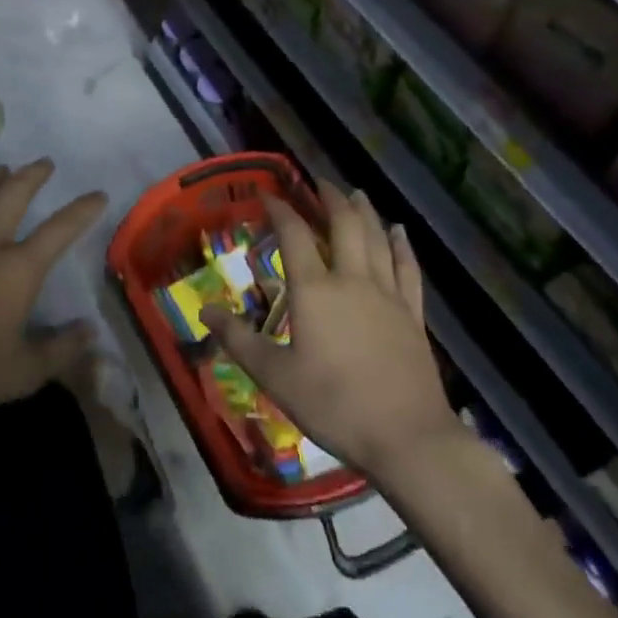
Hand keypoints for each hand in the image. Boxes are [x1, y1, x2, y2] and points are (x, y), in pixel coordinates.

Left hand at [0, 160, 107, 429]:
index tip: (97, 194)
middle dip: (32, 175)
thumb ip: (61, 350)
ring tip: (1, 169)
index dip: (82, 210)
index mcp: (16, 270)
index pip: (59, 230)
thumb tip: (91, 330)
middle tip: (44, 163)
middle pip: (13, 195)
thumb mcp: (22, 374)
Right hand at [201, 183, 456, 479]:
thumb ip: (239, 340)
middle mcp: (352, 280)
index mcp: (315, 290)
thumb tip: (204, 310)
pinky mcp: (413, 313)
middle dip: (330, 198)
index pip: (295, 235)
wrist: (406, 436)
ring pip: (377, 238)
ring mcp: (388, 294)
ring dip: (365, 211)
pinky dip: (401, 245)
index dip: (280, 210)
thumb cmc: (334, 404)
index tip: (268, 194)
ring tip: (356, 193)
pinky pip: (407, 267)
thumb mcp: (275, 376)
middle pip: (344, 225)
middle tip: (319, 181)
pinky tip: (399, 231)